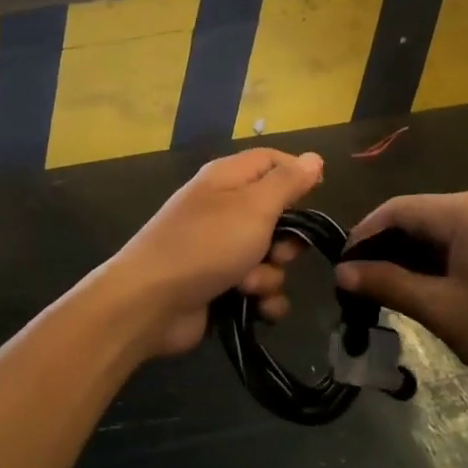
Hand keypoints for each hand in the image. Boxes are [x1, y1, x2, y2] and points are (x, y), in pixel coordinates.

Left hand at [102, 149, 322, 359]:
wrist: (150, 303)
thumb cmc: (206, 245)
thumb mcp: (254, 207)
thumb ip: (287, 182)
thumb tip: (313, 158)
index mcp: (228, 178)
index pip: (272, 161)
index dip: (297, 174)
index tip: (318, 196)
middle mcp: (224, 208)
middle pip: (277, 214)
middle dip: (287, 240)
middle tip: (278, 252)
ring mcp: (220, 249)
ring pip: (270, 257)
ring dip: (270, 275)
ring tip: (249, 285)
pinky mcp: (219, 285)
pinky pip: (258, 288)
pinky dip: (262, 299)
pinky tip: (257, 309)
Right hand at [335, 192, 467, 403]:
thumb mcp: (443, 310)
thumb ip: (389, 284)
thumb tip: (342, 271)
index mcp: (466, 211)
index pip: (398, 208)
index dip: (363, 234)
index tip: (340, 267)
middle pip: (419, 216)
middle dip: (386, 247)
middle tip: (360, 284)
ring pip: (441, 232)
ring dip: (411, 257)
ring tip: (387, 291)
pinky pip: (464, 242)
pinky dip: (438, 262)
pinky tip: (427, 289)